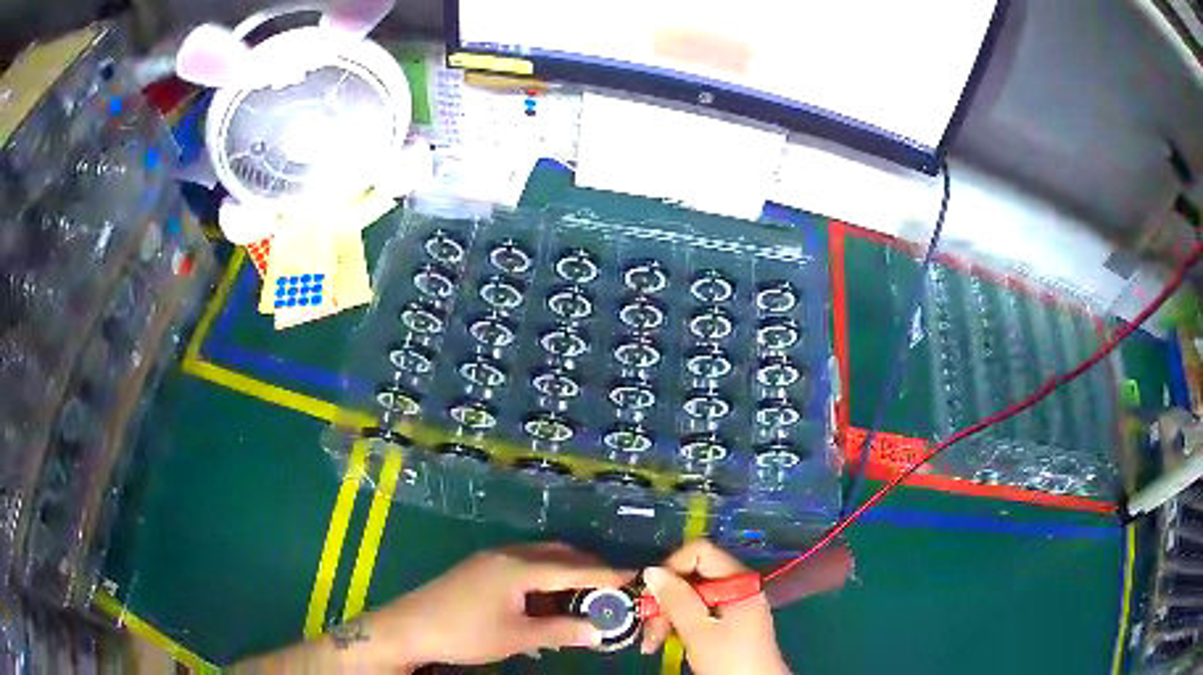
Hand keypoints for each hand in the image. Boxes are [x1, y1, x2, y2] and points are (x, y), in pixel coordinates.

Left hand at [369, 542, 632, 669]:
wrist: (409, 627)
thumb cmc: (465, 633)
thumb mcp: (517, 637)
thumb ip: (562, 631)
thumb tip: (601, 632)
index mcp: (520, 567)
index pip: (574, 568)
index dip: (607, 574)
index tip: (636, 576)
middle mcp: (508, 554)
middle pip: (559, 555)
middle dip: (589, 569)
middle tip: (613, 588)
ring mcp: (491, 558)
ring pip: (541, 557)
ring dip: (566, 572)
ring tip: (584, 595)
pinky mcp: (480, 568)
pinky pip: (524, 564)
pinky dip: (544, 576)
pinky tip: (546, 599)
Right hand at [640, 540, 789, 674]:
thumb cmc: (729, 659)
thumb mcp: (698, 631)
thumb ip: (676, 599)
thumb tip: (651, 570)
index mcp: (738, 581)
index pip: (700, 553)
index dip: (671, 568)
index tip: (650, 595)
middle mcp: (738, 586)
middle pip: (693, 576)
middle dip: (665, 599)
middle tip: (646, 628)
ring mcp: (735, 603)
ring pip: (691, 595)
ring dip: (667, 615)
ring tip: (651, 643)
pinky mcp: (729, 620)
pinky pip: (699, 610)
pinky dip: (679, 623)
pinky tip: (664, 642)